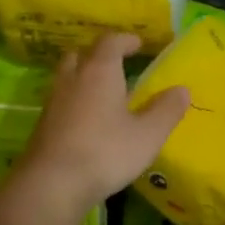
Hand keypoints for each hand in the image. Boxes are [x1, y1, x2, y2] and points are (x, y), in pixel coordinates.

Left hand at [7, 33, 189, 224]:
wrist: (52, 184)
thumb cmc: (105, 153)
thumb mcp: (147, 135)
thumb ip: (166, 110)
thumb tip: (182, 90)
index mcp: (99, 72)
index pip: (110, 42)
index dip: (125, 40)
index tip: (138, 44)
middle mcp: (73, 79)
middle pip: (82, 54)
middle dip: (99, 55)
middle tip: (117, 65)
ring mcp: (53, 102)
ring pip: (67, 77)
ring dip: (84, 77)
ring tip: (103, 92)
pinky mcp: (42, 124)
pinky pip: (61, 101)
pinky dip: (74, 101)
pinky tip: (87, 120)